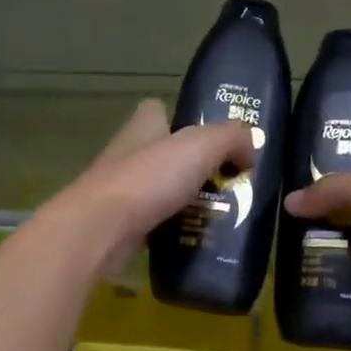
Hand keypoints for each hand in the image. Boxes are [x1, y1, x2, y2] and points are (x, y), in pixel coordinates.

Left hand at [50, 100, 254, 276]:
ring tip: (220, 215)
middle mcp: (127, 155)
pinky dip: (173, 230)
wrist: (100, 230)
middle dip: (194, 168)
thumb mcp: (201, 146)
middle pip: (163, 154)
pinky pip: (153, 223)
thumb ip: (232, 138)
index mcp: (142, 127)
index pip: (158, 110)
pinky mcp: (118, 226)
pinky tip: (195, 240)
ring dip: (186, 202)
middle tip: (228, 184)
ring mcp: (119, 192)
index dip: (183, 118)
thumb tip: (250, 151)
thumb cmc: (149, 179)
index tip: (212, 138)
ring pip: (159, 191)